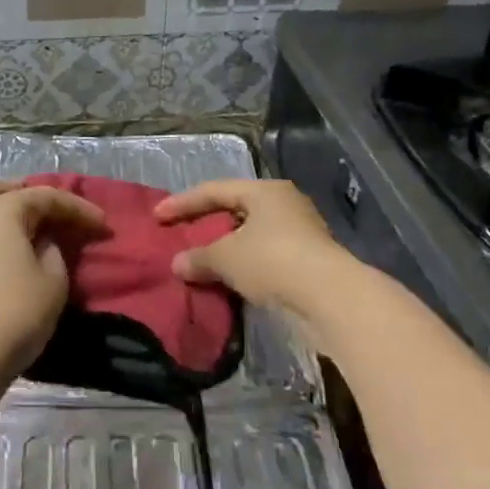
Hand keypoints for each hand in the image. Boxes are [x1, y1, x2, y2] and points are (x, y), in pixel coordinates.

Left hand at [0, 180, 105, 390]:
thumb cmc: (15, 312)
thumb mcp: (53, 279)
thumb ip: (54, 249)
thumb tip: (44, 240)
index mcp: (1, 209)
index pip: (46, 197)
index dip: (78, 209)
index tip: (104, 225)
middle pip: (5, 190)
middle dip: (33, 196)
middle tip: (59, 213)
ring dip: (13, 212)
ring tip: (40, 229)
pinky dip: (0, 230)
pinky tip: (18, 247)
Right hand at [154, 179, 351, 321]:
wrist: (331, 298)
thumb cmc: (273, 261)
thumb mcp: (227, 258)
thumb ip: (199, 257)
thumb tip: (177, 264)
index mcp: (264, 191)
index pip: (214, 190)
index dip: (183, 203)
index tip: (157, 217)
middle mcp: (284, 203)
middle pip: (235, 209)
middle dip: (207, 224)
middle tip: (182, 235)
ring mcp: (301, 232)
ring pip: (252, 234)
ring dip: (227, 247)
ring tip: (203, 261)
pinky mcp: (309, 261)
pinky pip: (265, 256)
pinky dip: (245, 264)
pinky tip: (230, 280)